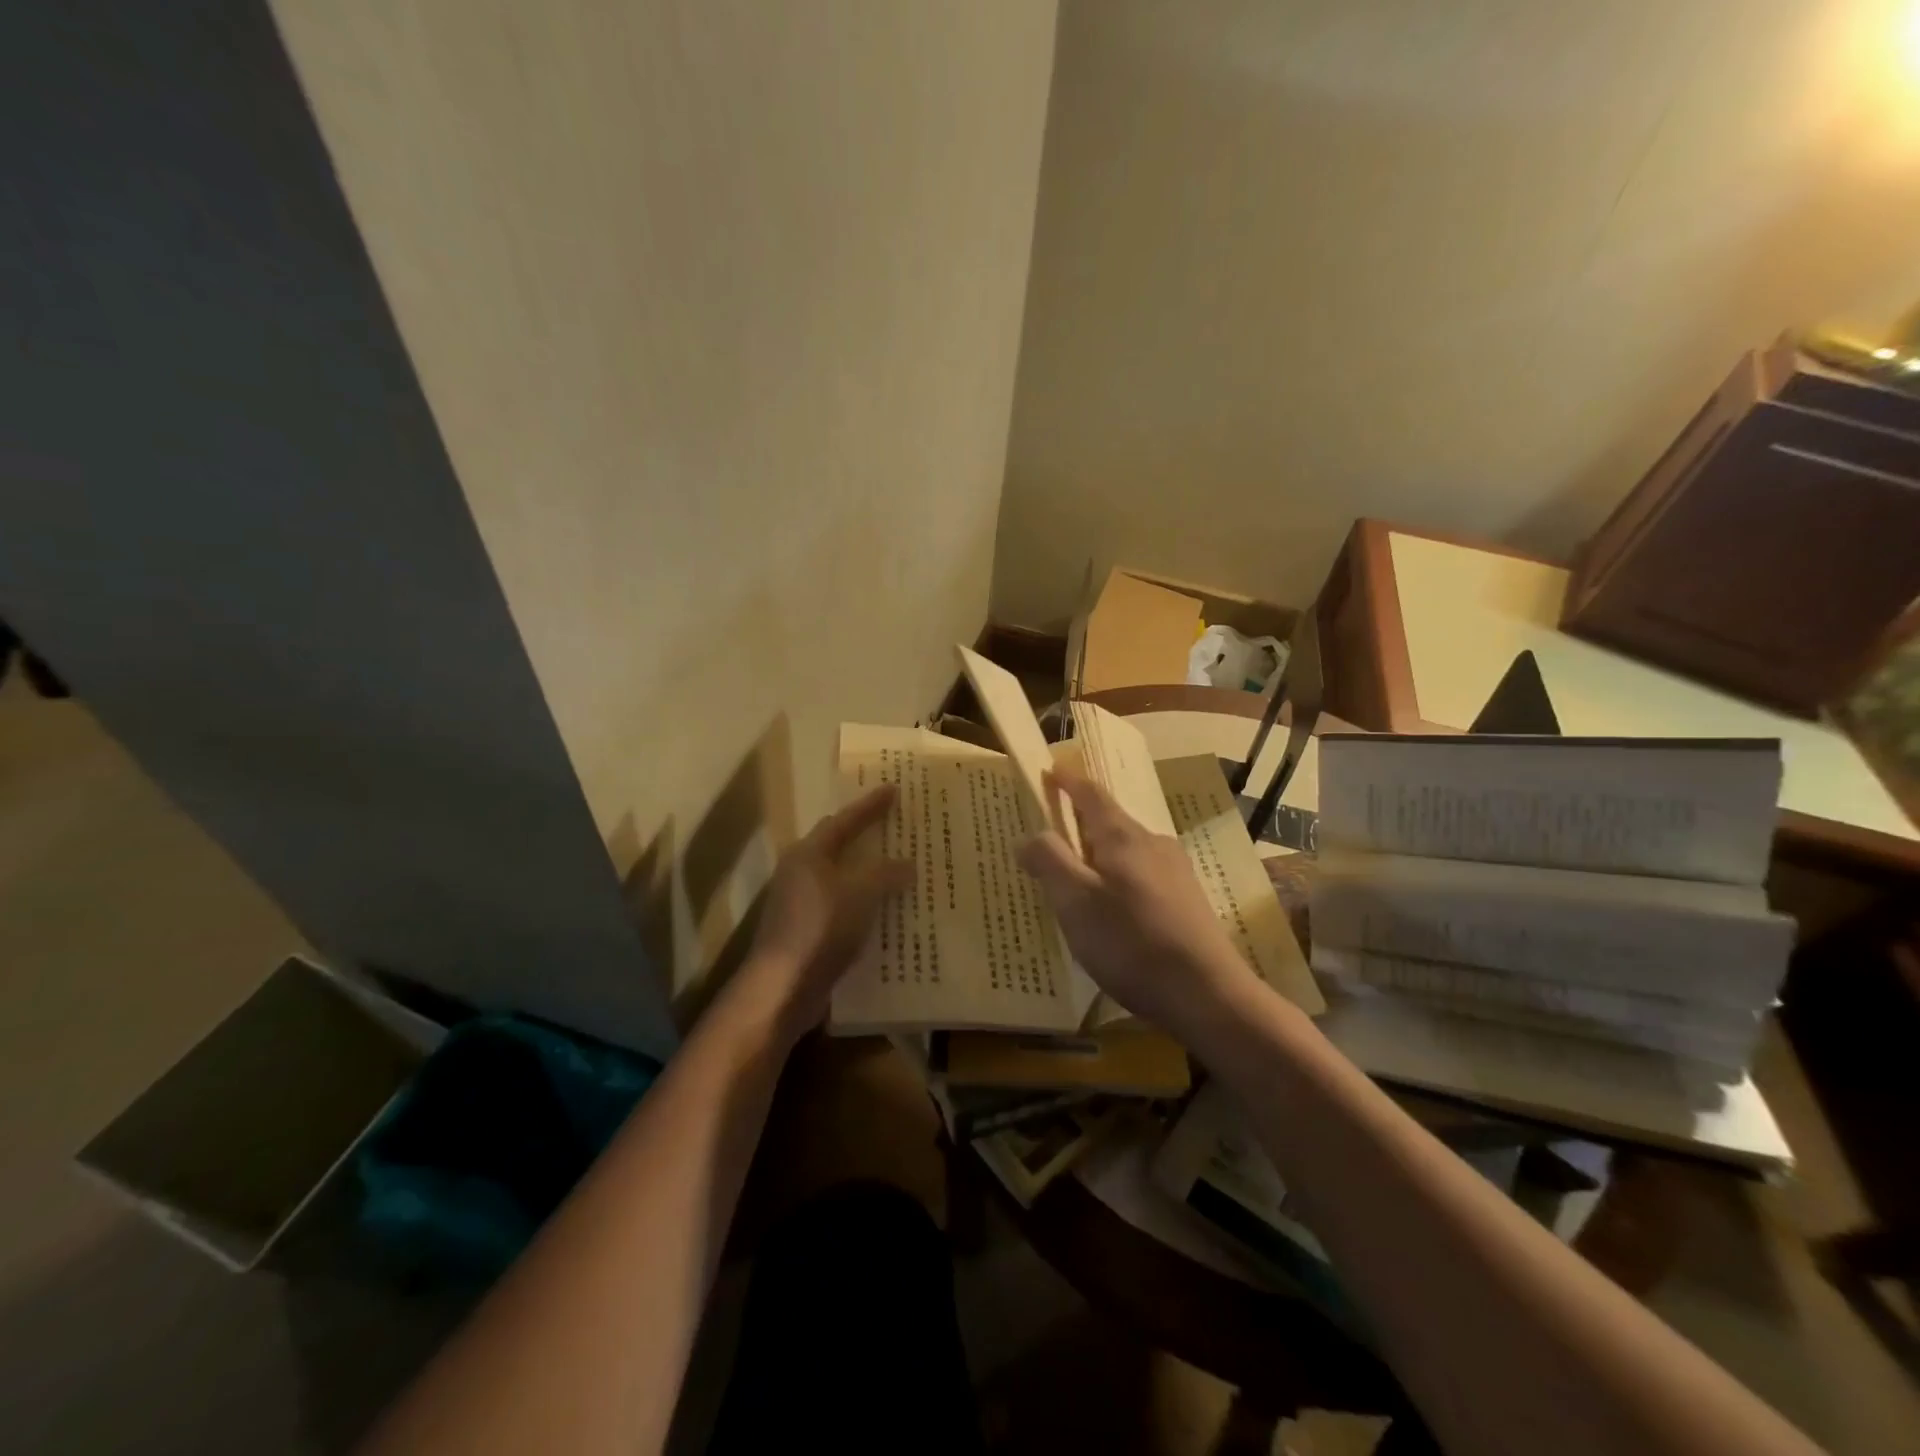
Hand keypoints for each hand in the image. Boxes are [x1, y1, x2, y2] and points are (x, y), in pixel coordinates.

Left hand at [733, 785, 910, 1047]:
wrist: (783, 988)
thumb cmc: (821, 929)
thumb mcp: (861, 894)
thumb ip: (886, 874)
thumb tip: (907, 864)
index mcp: (809, 854)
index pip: (844, 820)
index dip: (870, 805)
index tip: (893, 789)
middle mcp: (800, 873)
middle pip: (838, 846)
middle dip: (866, 836)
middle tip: (895, 826)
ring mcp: (800, 905)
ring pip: (842, 879)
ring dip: (868, 874)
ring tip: (900, 870)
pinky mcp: (807, 933)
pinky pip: (842, 908)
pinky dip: (864, 905)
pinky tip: (887, 914)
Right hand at [1019, 771, 1259, 1039]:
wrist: (1207, 994)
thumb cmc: (1131, 941)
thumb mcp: (1075, 902)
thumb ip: (1049, 861)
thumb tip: (1029, 836)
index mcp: (1122, 836)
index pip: (1090, 793)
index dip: (1068, 781)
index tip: (1049, 773)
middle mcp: (1153, 843)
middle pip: (1110, 822)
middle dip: (1080, 825)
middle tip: (1051, 843)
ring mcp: (1176, 872)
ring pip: (1127, 852)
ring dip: (1100, 858)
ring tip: (1078, 884)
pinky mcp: (1187, 901)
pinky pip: (1143, 876)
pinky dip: (1119, 881)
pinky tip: (1114, 914)